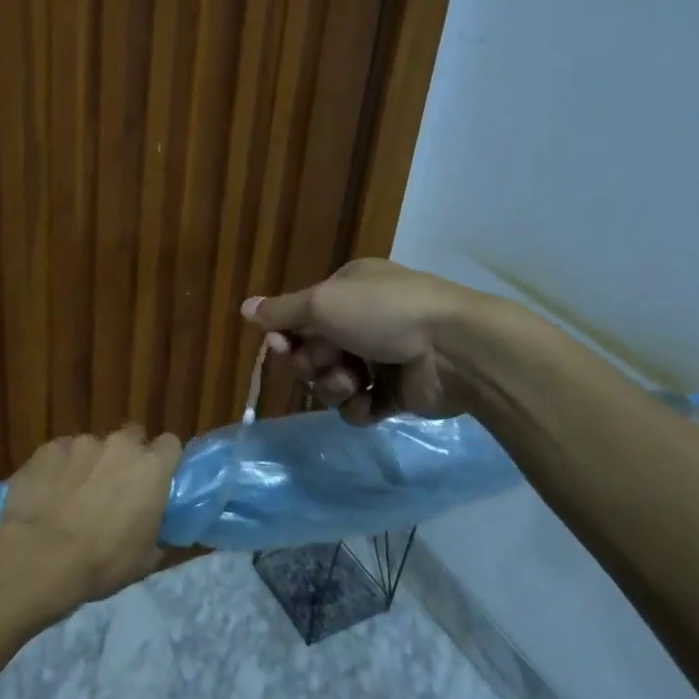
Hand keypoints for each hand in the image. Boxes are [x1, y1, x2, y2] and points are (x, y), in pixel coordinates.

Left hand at [0, 427, 181, 611]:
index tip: (155, 480)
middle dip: (126, 457)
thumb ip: (157, 533)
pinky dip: (59, 469)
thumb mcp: (144, 559)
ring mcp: (81, 442)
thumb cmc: (102, 562)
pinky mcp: (48, 448)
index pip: (170, 444)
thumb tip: (156, 533)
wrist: (39, 557)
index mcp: (151, 468)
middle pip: (131, 438)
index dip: (163, 460)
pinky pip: (60, 453)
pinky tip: (48, 495)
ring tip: (73, 497)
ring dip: (90, 465)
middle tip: (115, 489)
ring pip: (93, 446)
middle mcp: (119, 445)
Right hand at [243, 259, 504, 424]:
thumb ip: (282, 311)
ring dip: (334, 386)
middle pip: (313, 351)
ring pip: (333, 381)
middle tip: (329, 362)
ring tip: (355, 383)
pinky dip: (359, 406)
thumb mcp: (324, 303)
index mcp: (348, 291)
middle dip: (313, 362)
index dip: (286, 335)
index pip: (301, 316)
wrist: (454, 349)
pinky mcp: (397, 394)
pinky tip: (370, 402)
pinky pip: (359, 406)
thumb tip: (244, 307)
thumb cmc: (383, 313)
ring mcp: (381, 358)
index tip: (281, 346)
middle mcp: (362, 321)